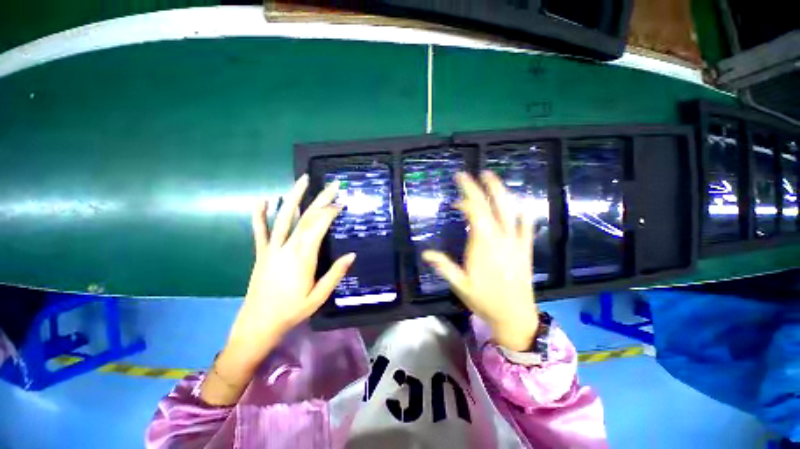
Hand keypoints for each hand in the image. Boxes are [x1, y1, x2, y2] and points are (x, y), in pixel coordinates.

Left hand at [227, 174, 354, 361]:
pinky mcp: (262, 253)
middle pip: (306, 217)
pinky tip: (265, 199)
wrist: (258, 324)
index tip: (341, 203)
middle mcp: (287, 247)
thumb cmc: (292, 311)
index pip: (319, 226)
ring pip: (284, 217)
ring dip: (293, 197)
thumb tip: (352, 255)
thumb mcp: (319, 296)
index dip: (330, 212)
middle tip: (333, 185)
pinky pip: (260, 230)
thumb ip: (336, 274)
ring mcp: (272, 248)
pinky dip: (260, 214)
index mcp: (303, 257)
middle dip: (321, 199)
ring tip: (303, 180)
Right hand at [423, 171, 537, 350]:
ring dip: (501, 192)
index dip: (464, 203)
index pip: (474, 213)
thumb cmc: (484, 299)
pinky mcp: (525, 248)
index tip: (454, 201)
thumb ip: (443, 266)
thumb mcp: (460, 284)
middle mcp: (500, 238)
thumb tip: (425, 254)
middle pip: (492, 206)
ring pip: (511, 210)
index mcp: (483, 244)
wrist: (515, 315)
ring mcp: (516, 242)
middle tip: (473, 174)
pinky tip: (519, 204)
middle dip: (481, 188)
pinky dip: (523, 212)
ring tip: (492, 179)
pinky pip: (527, 225)